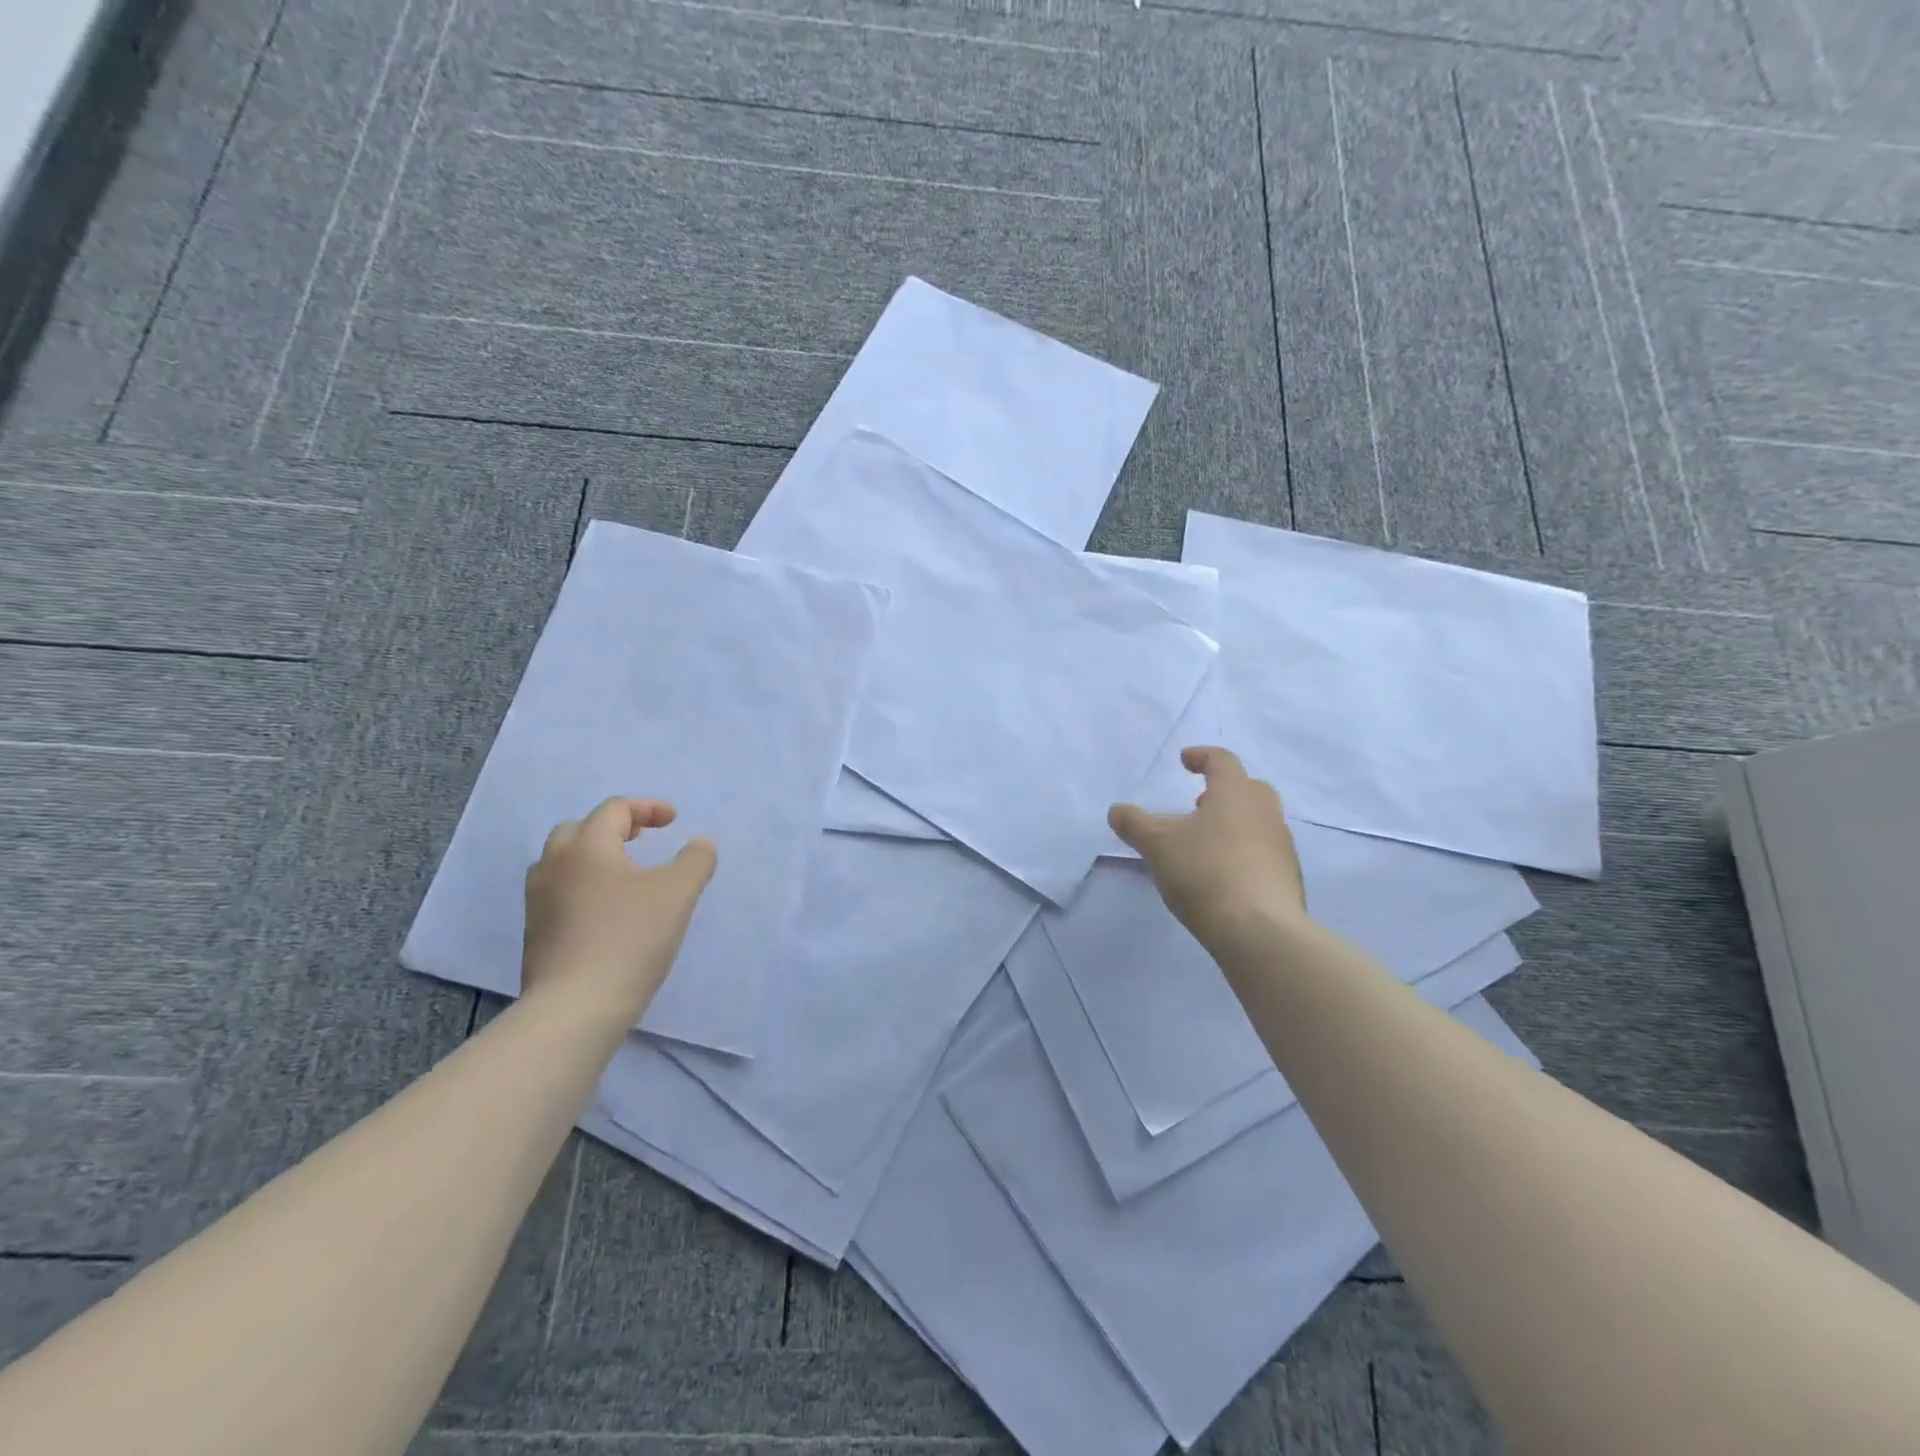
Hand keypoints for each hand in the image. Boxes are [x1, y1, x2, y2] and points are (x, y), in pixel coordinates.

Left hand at [522, 797, 716, 1025]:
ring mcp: (538, 900)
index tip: (674, 821)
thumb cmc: (629, 939)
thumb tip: (702, 842)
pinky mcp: (536, 932)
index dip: (648, 808)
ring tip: (626, 874)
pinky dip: (585, 885)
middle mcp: (553, 865)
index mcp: (586, 846)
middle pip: (580, 829)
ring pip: (564, 861)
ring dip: (596, 856)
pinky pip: (560, 891)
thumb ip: (695, 860)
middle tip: (644, 839)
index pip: (614, 809)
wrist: (575, 1008)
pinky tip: (608, 910)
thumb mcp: (678, 894)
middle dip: (615, 827)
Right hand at [1109, 747, 1307, 952]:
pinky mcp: (1287, 878)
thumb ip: (1134, 824)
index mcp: (1236, 793)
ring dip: (1233, 823)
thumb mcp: (1157, 845)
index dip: (1201, 756)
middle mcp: (1265, 812)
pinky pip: (1263, 852)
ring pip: (1257, 821)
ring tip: (1205, 842)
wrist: (1260, 931)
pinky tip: (1221, 874)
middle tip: (1199, 802)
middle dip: (1223, 791)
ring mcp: (1281, 846)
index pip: (1222, 761)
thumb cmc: (1205, 872)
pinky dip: (1243, 852)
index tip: (1185, 760)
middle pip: (1247, 789)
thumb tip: (1117, 811)